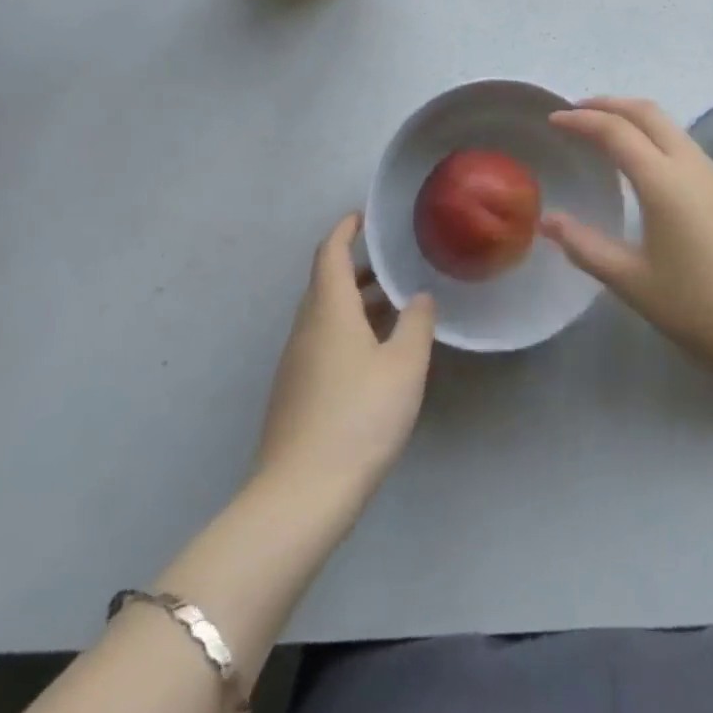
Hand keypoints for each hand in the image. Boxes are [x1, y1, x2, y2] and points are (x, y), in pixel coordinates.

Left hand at [255, 213, 435, 507]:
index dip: (345, 229)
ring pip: (324, 315)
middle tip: (392, 264)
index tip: (365, 215)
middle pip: (325, 283)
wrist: (300, 497)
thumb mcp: (404, 366)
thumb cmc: (359, 418)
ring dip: (354, 301)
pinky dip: (346, 330)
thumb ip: (416, 324)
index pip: (330, 253)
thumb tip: (418, 297)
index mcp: (329, 310)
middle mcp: (305, 329)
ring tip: (392, 307)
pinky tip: (373, 355)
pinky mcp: (294, 393)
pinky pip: (321, 342)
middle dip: (356, 267)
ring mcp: (294, 363)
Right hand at [543, 97, 712, 370]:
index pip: (615, 131)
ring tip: (605, 132)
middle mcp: (690, 165)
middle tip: (577, 111)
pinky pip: (684, 145)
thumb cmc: (698, 305)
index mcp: (663, 180)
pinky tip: (644, 164)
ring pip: (670, 125)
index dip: (581, 120)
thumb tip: (549, 221)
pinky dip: (654, 137)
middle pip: (647, 113)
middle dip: (609, 104)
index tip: (554, 119)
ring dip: (634, 118)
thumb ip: (586, 247)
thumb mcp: (633, 281)